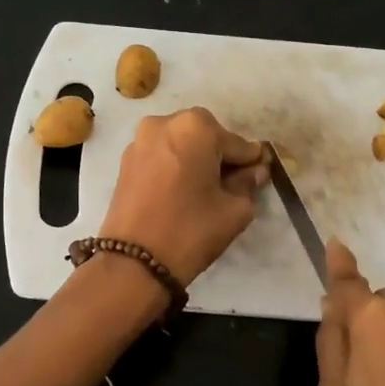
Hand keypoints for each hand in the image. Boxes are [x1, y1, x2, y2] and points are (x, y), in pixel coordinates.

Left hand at [99, 107, 268, 285]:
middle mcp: (164, 123)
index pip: (237, 143)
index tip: (259, 175)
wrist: (134, 262)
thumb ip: (248, 183)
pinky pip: (161, 155)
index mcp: (196, 127)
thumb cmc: (191, 231)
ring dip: (196, 160)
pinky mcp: (125, 161)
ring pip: (181, 144)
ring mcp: (140, 140)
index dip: (251, 162)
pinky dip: (174, 166)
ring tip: (203, 191)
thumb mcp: (234, 209)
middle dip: (220, 157)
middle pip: (206, 136)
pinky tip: (180, 192)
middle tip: (229, 185)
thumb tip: (254, 171)